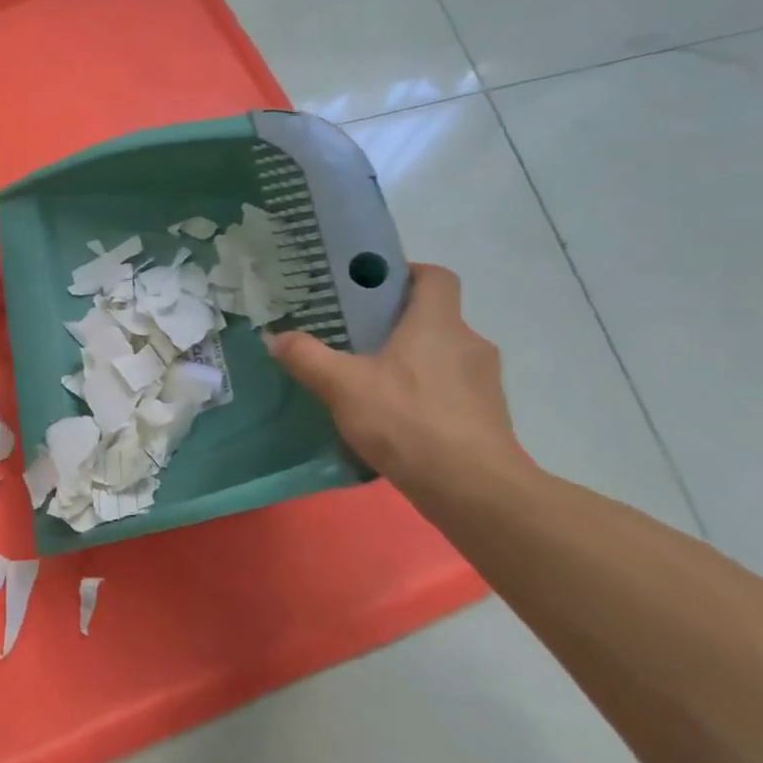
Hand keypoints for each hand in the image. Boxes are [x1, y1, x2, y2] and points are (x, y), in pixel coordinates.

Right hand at [265, 263, 523, 494]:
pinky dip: (426, 394)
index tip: (373, 287)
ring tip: (371, 382)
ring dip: (412, 361)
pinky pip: (451, 390)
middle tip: (356, 338)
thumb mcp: (342, 386)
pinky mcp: (488, 416)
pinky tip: (396, 418)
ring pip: (443, 356)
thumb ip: (306, 357)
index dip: (407, 274)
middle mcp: (469, 343)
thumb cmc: (407, 420)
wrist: (472, 488)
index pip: (435, 277)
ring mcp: (484, 382)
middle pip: (435, 318)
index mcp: (437, 324)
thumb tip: (275, 337)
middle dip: (397, 324)